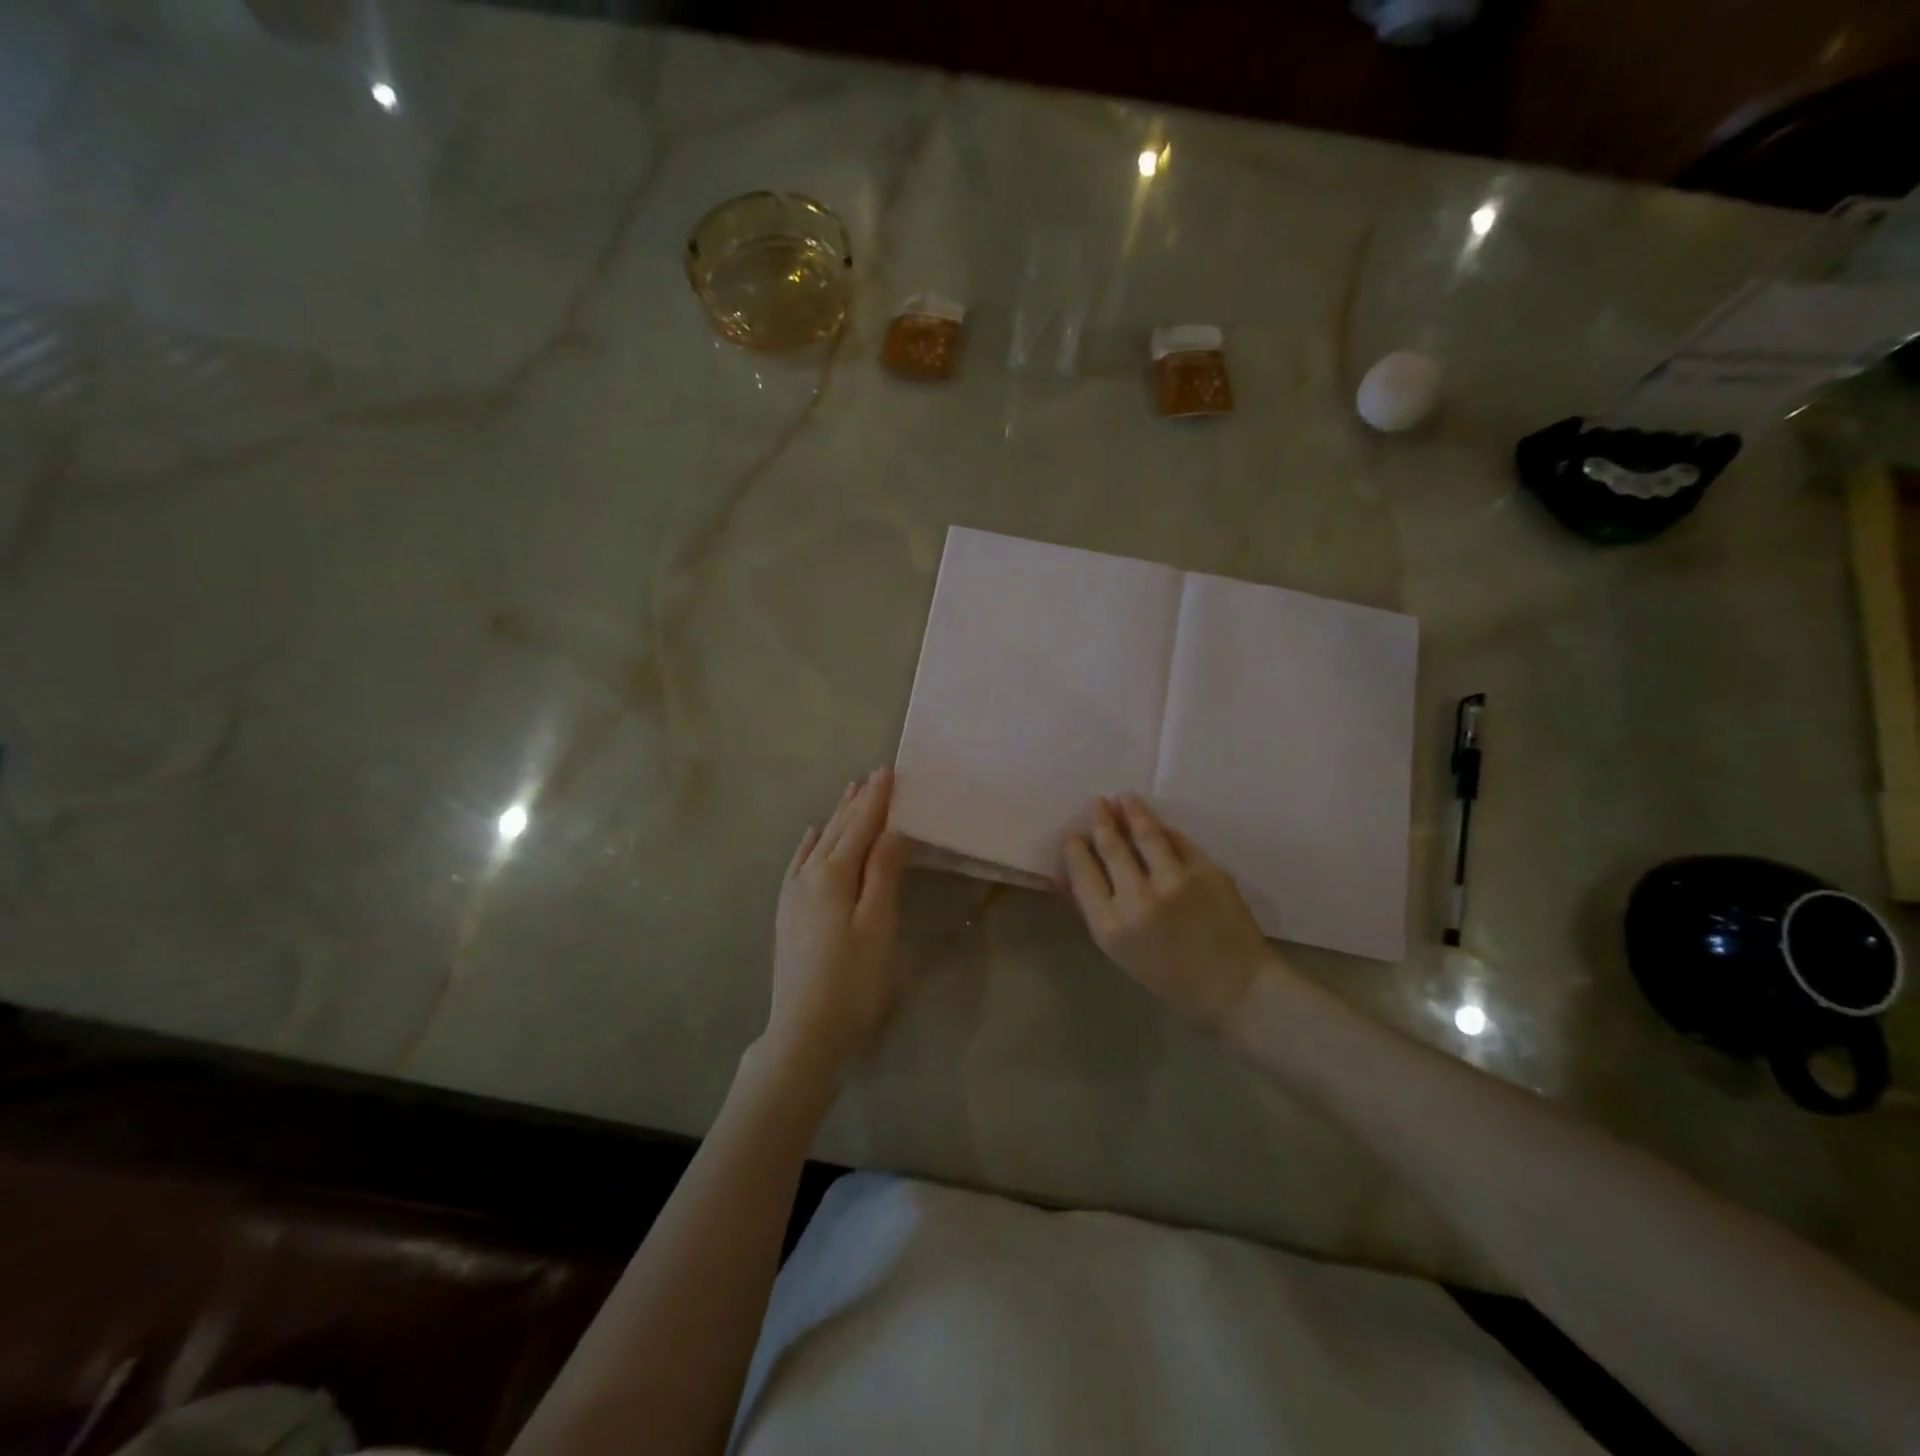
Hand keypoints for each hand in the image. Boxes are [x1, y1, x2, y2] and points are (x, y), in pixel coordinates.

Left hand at [766, 767, 913, 1078]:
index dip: (876, 800)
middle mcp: (808, 876)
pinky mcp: (787, 912)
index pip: (860, 827)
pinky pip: (798, 863)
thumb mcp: (877, 925)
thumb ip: (883, 873)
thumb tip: (892, 828)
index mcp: (834, 876)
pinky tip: (811, 836)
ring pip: (819, 843)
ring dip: (836, 817)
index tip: (888, 770)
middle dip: (857, 802)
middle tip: (873, 775)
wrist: (804, 1030)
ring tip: (849, 792)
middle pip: (838, 830)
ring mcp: (793, 894)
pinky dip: (809, 844)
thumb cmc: (853, 980)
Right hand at [1063, 796, 1275, 1030]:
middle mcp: (1139, 900)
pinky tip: (1158, 824)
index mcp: (1111, 926)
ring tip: (1124, 799)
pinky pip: (1179, 842)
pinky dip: (1165, 830)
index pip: (1083, 872)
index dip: (1075, 848)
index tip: (1074, 834)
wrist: (1236, 988)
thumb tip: (1058, 877)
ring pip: (1145, 833)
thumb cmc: (1170, 978)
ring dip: (1131, 811)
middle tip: (1097, 803)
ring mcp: (1175, 882)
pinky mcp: (1207, 872)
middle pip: (1111, 847)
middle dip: (1101, 821)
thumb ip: (1088, 911)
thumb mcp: (1120, 953)